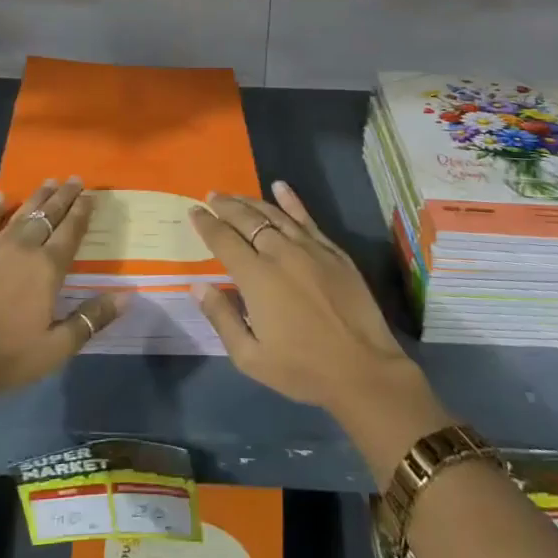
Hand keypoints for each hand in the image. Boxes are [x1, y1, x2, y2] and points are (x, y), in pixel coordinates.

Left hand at [0, 179, 127, 403]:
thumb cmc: (7, 357)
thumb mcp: (57, 347)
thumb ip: (92, 318)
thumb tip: (128, 296)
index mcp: (48, 269)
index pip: (70, 232)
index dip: (82, 212)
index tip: (90, 194)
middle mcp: (24, 249)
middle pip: (48, 216)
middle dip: (64, 196)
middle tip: (74, 178)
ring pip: (21, 214)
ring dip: (37, 197)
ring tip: (49, 181)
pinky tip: (1, 196)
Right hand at [188, 181, 425, 413]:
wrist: (363, 370)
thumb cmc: (302, 369)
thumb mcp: (250, 357)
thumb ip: (222, 317)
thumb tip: (197, 285)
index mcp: (256, 277)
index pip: (224, 240)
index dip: (207, 224)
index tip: (194, 211)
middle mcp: (280, 253)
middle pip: (247, 220)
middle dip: (226, 206)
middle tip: (211, 196)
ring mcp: (310, 248)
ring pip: (275, 214)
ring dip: (251, 202)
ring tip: (235, 195)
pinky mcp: (333, 251)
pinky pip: (307, 218)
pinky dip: (291, 201)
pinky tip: (280, 187)